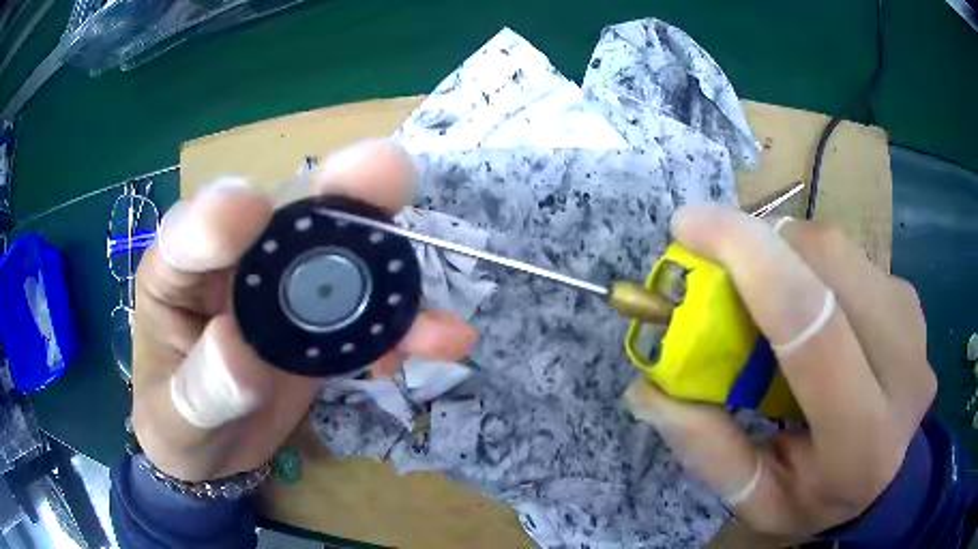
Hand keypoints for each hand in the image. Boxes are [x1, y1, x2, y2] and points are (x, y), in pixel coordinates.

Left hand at [132, 141, 476, 481]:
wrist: (214, 447)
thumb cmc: (177, 426)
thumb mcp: (175, 422)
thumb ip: (200, 391)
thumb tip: (241, 353)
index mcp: (176, 272)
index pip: (190, 230)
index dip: (221, 212)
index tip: (252, 208)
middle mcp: (233, 262)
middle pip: (283, 216)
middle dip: (336, 195)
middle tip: (387, 172)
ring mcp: (283, 287)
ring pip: (340, 256)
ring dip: (390, 268)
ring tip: (433, 302)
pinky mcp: (319, 318)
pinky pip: (365, 312)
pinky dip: (402, 326)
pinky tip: (438, 341)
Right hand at [624, 205, 934, 535]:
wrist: (889, 478)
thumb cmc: (820, 498)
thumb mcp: (757, 500)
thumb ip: (708, 451)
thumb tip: (649, 388)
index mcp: (863, 438)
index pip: (814, 326)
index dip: (751, 260)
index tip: (689, 226)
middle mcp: (904, 368)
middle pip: (829, 263)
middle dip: (764, 246)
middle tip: (721, 268)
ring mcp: (914, 324)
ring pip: (839, 249)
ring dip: (787, 254)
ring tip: (767, 296)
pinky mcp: (911, 298)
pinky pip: (852, 256)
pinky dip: (813, 263)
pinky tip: (809, 304)